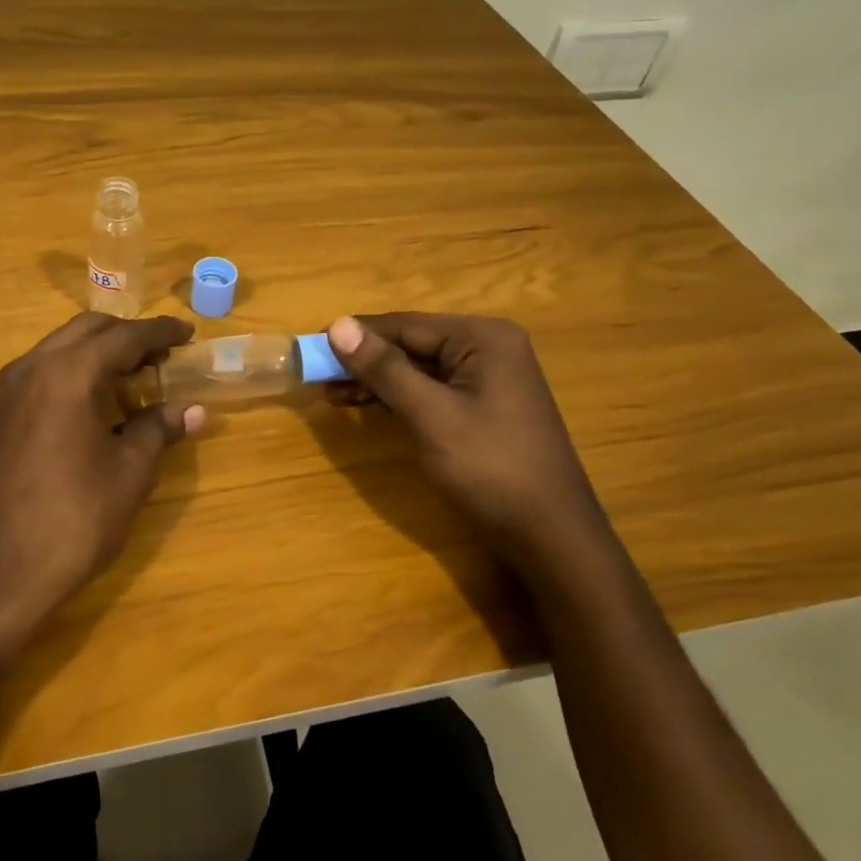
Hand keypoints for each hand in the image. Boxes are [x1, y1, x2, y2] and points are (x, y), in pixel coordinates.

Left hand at [0, 313, 204, 659]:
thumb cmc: (72, 522)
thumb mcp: (128, 474)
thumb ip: (158, 430)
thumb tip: (193, 411)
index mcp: (67, 374)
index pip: (123, 337)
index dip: (160, 332)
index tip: (189, 333)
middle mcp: (30, 368)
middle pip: (86, 330)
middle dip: (127, 335)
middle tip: (163, 354)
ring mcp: (4, 392)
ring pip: (58, 349)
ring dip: (96, 353)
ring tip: (132, 377)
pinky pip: (38, 374)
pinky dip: (71, 372)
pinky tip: (91, 404)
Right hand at [325, 312, 616, 579]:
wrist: (550, 536)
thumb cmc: (490, 468)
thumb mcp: (430, 415)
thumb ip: (384, 368)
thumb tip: (337, 325)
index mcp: (482, 338)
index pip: (405, 325)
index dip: (356, 335)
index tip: (310, 347)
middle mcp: (488, 347)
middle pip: (411, 343)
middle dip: (365, 360)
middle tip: (318, 376)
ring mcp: (489, 378)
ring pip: (418, 368)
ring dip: (377, 380)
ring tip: (333, 394)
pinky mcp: (484, 406)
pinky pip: (432, 389)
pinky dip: (399, 397)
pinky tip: (368, 406)